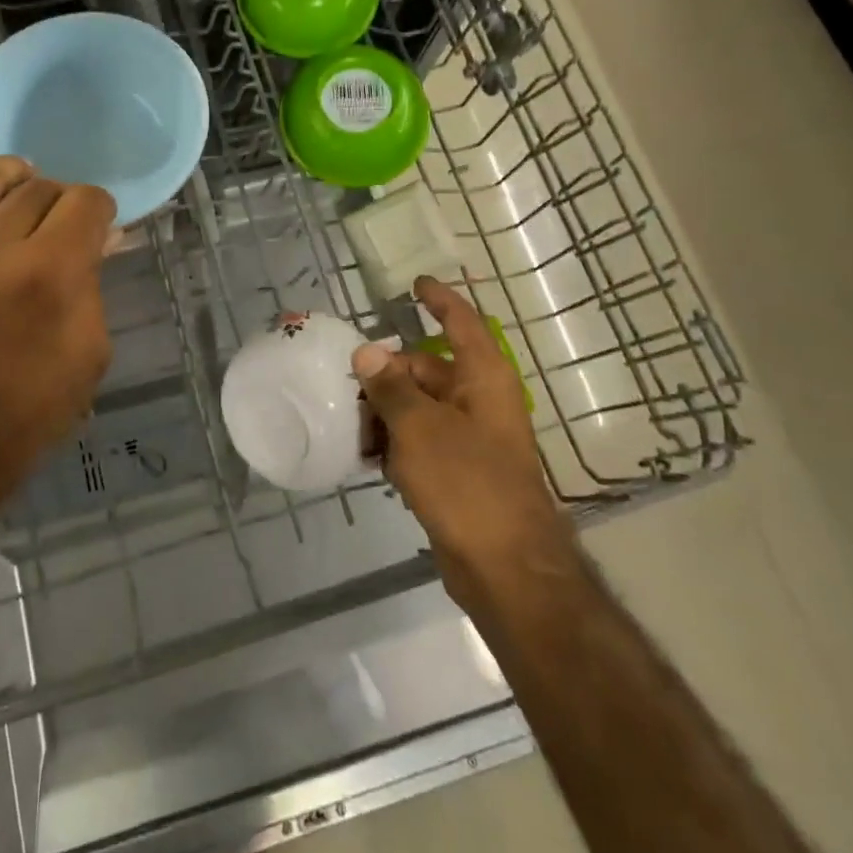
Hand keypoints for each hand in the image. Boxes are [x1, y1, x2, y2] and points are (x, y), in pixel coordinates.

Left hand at [0, 157, 115, 539]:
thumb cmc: (25, 416)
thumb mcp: (89, 356)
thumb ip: (94, 285)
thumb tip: (98, 238)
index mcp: (49, 276)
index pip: (85, 203)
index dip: (101, 210)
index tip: (98, 228)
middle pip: (39, 188)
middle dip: (62, 201)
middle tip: (62, 226)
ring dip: (15, 179)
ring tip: (23, 189)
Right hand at [352, 276, 572, 597]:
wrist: (506, 568)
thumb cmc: (467, 483)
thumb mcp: (420, 428)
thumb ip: (390, 388)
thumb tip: (367, 351)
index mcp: (483, 379)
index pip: (461, 323)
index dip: (439, 299)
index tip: (415, 284)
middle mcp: (479, 401)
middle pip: (428, 369)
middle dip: (388, 374)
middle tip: (347, 385)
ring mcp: (469, 438)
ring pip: (419, 407)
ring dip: (386, 412)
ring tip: (351, 426)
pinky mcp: (458, 471)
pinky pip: (420, 441)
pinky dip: (395, 443)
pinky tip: (367, 458)